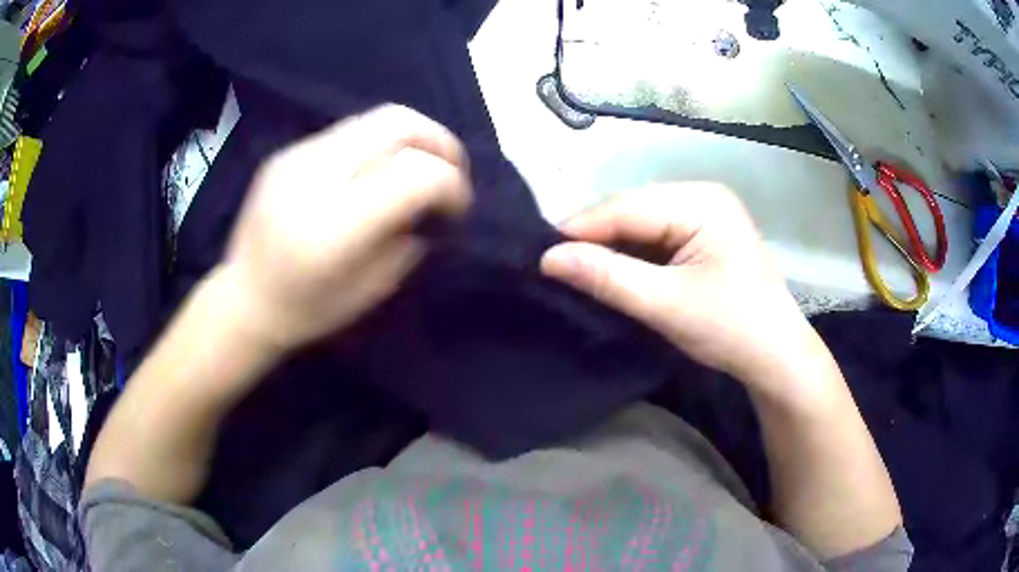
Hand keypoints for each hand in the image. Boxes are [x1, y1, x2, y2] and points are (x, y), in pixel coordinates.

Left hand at [221, 105, 471, 352]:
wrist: (242, 299)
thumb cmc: (307, 310)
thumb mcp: (372, 290)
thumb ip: (408, 239)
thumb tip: (430, 203)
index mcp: (336, 224)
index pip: (415, 174)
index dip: (451, 184)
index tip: (457, 208)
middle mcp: (316, 176)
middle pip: (398, 123)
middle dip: (439, 141)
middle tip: (451, 170)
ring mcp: (297, 156)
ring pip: (374, 119)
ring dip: (410, 139)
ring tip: (418, 166)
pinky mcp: (287, 152)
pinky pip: (348, 133)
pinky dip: (377, 146)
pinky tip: (374, 174)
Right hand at [541, 183, 812, 386]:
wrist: (775, 356)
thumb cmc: (731, 328)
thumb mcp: (666, 304)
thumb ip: (608, 277)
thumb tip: (547, 258)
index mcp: (701, 201)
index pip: (626, 206)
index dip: (580, 229)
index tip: (539, 254)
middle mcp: (701, 196)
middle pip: (631, 210)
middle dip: (594, 238)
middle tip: (553, 265)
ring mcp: (703, 214)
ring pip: (639, 223)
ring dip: (610, 247)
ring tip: (574, 269)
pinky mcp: (701, 235)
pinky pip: (654, 237)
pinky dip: (630, 255)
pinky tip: (610, 270)